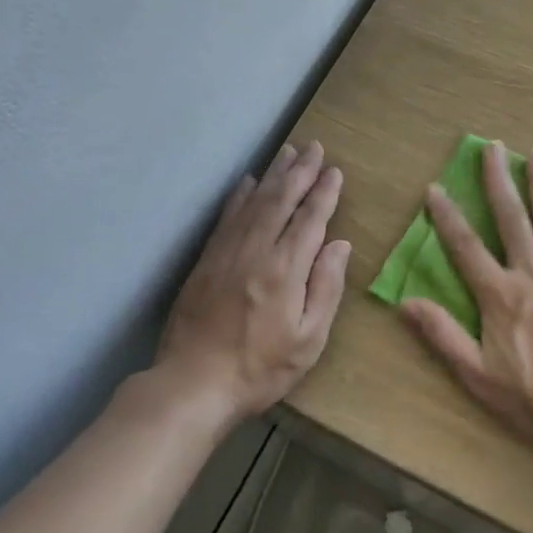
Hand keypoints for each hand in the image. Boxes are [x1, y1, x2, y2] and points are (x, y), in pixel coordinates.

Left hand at [157, 142, 349, 421]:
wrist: (193, 384)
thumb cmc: (260, 368)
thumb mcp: (309, 340)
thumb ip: (326, 288)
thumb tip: (339, 245)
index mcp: (285, 269)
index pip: (310, 219)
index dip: (324, 193)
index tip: (335, 171)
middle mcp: (256, 250)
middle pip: (281, 200)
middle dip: (301, 171)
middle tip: (315, 148)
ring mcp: (227, 252)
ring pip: (254, 201)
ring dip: (274, 175)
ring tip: (289, 152)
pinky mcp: (206, 260)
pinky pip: (227, 217)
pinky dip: (240, 195)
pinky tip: (248, 182)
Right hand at [401, 142, 532, 446]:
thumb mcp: (479, 374)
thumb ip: (443, 335)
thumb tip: (405, 303)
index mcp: (500, 293)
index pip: (465, 245)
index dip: (446, 215)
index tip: (435, 188)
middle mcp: (531, 270)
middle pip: (511, 216)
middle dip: (498, 179)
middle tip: (493, 146)